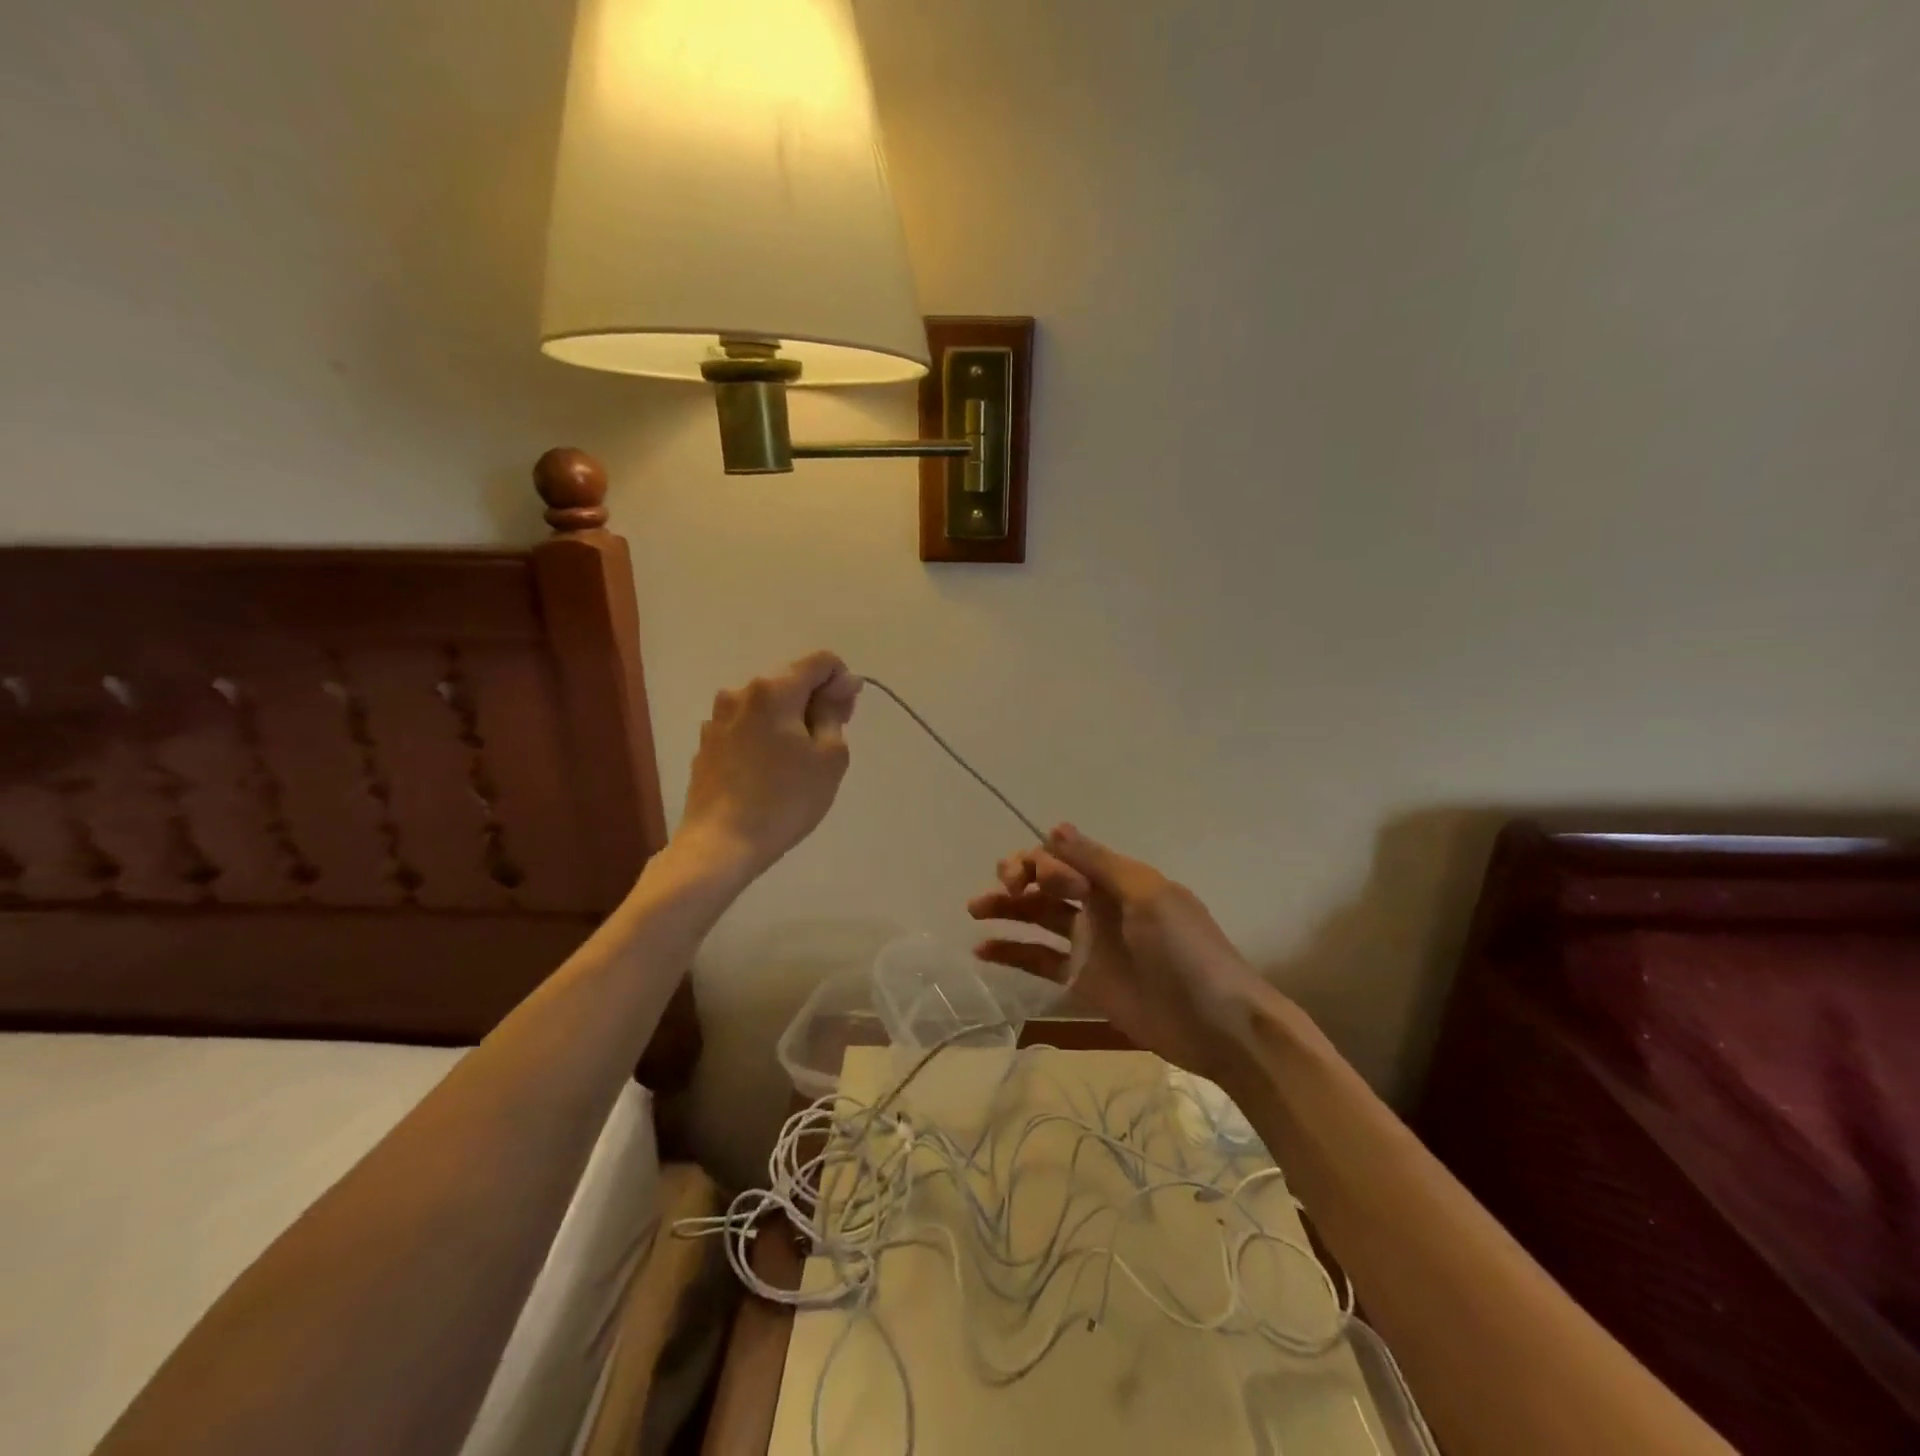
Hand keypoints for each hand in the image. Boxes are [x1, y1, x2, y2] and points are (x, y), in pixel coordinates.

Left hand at [677, 651, 860, 880]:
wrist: (721, 843)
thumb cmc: (785, 799)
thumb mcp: (829, 756)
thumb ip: (835, 711)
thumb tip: (842, 684)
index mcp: (773, 689)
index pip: (821, 661)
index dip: (842, 682)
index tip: (846, 717)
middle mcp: (741, 693)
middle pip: (791, 680)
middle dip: (815, 702)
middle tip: (828, 745)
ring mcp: (719, 719)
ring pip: (767, 705)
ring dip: (789, 721)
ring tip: (797, 764)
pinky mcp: (708, 744)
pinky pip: (747, 727)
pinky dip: (765, 738)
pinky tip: (769, 773)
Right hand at [968, 824, 1274, 1079]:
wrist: (1218, 1024)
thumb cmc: (1186, 950)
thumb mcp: (1147, 896)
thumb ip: (1098, 863)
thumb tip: (1053, 828)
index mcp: (1116, 879)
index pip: (1064, 856)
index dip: (1039, 861)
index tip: (1030, 880)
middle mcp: (1098, 905)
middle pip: (1046, 882)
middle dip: (1017, 878)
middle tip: (1001, 892)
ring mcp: (1089, 943)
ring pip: (1037, 917)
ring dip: (1006, 909)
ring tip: (974, 911)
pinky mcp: (1083, 980)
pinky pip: (1040, 959)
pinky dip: (1012, 952)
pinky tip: (983, 950)